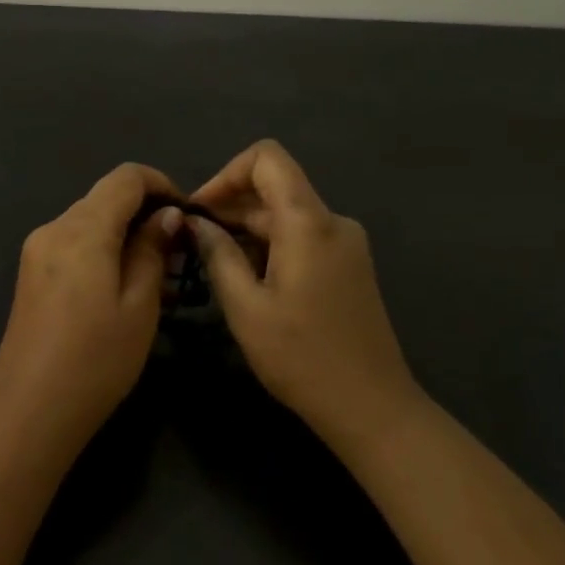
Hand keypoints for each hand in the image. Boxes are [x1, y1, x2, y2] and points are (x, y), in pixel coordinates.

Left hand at [0, 164, 183, 447]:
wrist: (29, 411)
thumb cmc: (96, 361)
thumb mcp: (139, 305)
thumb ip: (152, 250)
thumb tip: (166, 214)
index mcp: (81, 230)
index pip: (126, 177)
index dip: (161, 184)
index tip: (187, 216)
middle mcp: (53, 228)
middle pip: (105, 197)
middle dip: (144, 212)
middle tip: (178, 253)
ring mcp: (36, 250)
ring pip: (89, 220)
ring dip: (123, 232)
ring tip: (156, 272)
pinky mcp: (30, 273)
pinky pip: (72, 243)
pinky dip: (101, 249)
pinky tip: (121, 284)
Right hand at [189, 141, 422, 445]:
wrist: (371, 406)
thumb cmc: (302, 357)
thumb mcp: (246, 308)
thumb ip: (219, 255)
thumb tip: (196, 222)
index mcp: (309, 223)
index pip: (267, 158)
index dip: (226, 174)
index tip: (200, 211)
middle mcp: (332, 221)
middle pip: (274, 188)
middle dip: (229, 207)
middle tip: (193, 244)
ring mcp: (345, 243)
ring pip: (285, 215)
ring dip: (246, 230)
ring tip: (213, 265)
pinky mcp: (349, 264)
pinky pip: (301, 236)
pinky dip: (269, 245)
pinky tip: (247, 279)